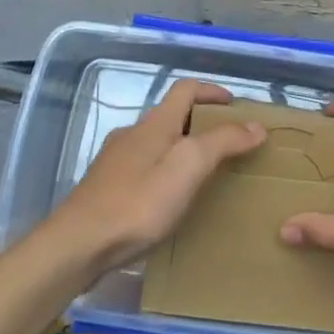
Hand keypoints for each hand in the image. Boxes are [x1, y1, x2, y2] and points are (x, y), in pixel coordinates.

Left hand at [47, 80, 265, 274]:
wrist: (77, 245)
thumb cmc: (138, 202)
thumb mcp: (188, 167)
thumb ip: (222, 142)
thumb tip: (255, 125)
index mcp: (155, 123)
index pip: (186, 89)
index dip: (212, 91)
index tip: (236, 106)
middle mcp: (133, 134)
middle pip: (172, 116)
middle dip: (201, 124)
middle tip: (228, 146)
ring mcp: (115, 161)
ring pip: (157, 144)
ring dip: (182, 150)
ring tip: (203, 176)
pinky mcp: (106, 188)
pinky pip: (144, 169)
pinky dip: (164, 173)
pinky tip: (169, 201)